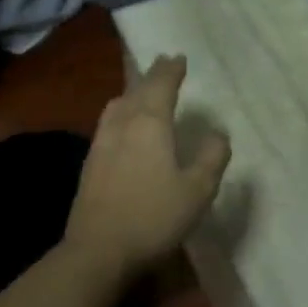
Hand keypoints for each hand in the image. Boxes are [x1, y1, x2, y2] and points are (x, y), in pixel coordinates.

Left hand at [65, 55, 230, 279]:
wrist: (98, 250)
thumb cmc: (153, 217)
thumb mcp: (198, 190)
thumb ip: (211, 157)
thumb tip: (217, 132)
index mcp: (150, 123)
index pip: (161, 85)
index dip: (171, 70)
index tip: (178, 57)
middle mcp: (123, 124)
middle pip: (137, 90)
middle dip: (152, 75)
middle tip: (164, 64)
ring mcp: (101, 142)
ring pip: (117, 105)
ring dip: (133, 92)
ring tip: (142, 91)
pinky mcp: (90, 163)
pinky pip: (108, 123)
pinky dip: (121, 112)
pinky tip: (123, 127)